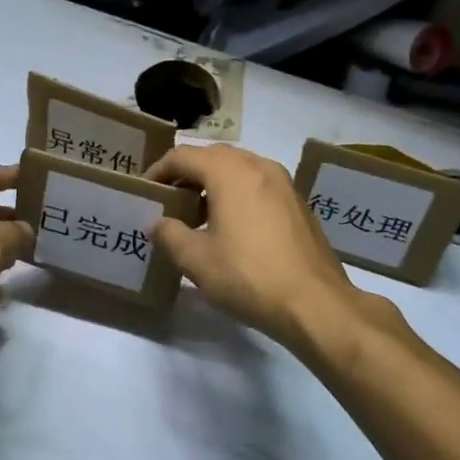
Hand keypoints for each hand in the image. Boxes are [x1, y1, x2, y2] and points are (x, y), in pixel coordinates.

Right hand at [147, 145, 378, 355]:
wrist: (315, 303)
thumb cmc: (248, 276)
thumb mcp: (196, 260)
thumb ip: (169, 234)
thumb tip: (158, 223)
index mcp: (230, 172)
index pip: (183, 156)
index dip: (158, 171)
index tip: (144, 192)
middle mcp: (258, 165)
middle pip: (212, 156)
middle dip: (186, 174)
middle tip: (168, 201)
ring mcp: (283, 182)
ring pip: (238, 169)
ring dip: (213, 183)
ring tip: (196, 215)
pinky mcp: (298, 202)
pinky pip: (258, 184)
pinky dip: (237, 193)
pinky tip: (231, 227)